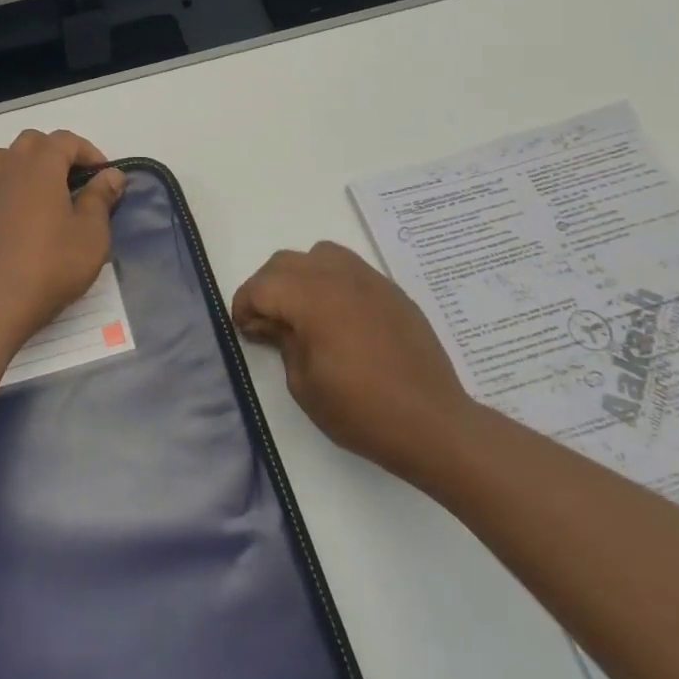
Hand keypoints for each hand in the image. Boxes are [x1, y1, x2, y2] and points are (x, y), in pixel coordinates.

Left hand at [0, 130, 126, 342]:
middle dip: (53, 152)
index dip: (88, 152)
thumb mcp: (93, 233)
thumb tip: (112, 174)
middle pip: (29, 142)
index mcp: (41, 167)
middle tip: (72, 181)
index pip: (65, 140)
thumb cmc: (55, 265)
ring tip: (30, 186)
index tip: (103, 177)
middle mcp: (8, 170)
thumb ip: (100, 198)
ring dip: (12, 163)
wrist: (3, 303)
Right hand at [232, 241, 472, 480]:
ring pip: (319, 254)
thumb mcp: (304, 385)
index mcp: (312, 299)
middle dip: (267, 288)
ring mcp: (369, 280)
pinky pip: (350, 268)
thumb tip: (276, 324)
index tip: (245, 331)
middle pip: (285, 262)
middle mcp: (338, 277)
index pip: (261, 286)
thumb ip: (283, 342)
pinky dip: (332, 281)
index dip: (244, 307)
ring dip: (300, 276)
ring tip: (304, 311)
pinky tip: (339, 317)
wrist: (434, 424)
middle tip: (268, 324)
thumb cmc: (362, 411)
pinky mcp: (391, 291)